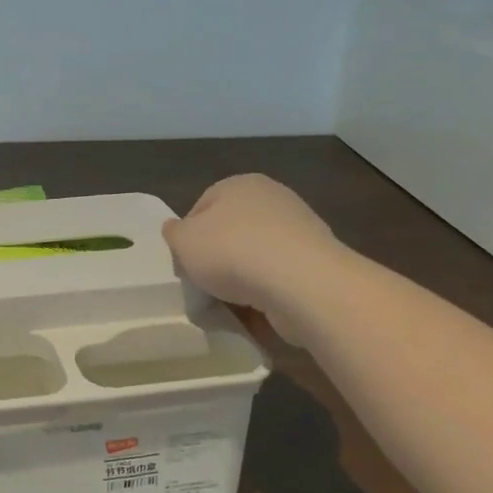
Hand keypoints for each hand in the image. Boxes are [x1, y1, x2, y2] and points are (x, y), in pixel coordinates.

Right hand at [162, 175, 345, 334]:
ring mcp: (300, 228)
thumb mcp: (183, 241)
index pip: (202, 206)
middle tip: (206, 283)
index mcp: (240, 183)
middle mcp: (273, 198)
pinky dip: (270, 291)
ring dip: (245, 277)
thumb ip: (174, 233)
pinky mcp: (318, 260)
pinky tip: (260, 309)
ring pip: (257, 255)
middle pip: (232, 230)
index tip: (185, 263)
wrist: (302, 283)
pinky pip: (282, 276)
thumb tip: (176, 229)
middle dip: (219, 257)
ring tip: (233, 302)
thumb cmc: (232, 252)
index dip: (189, 237)